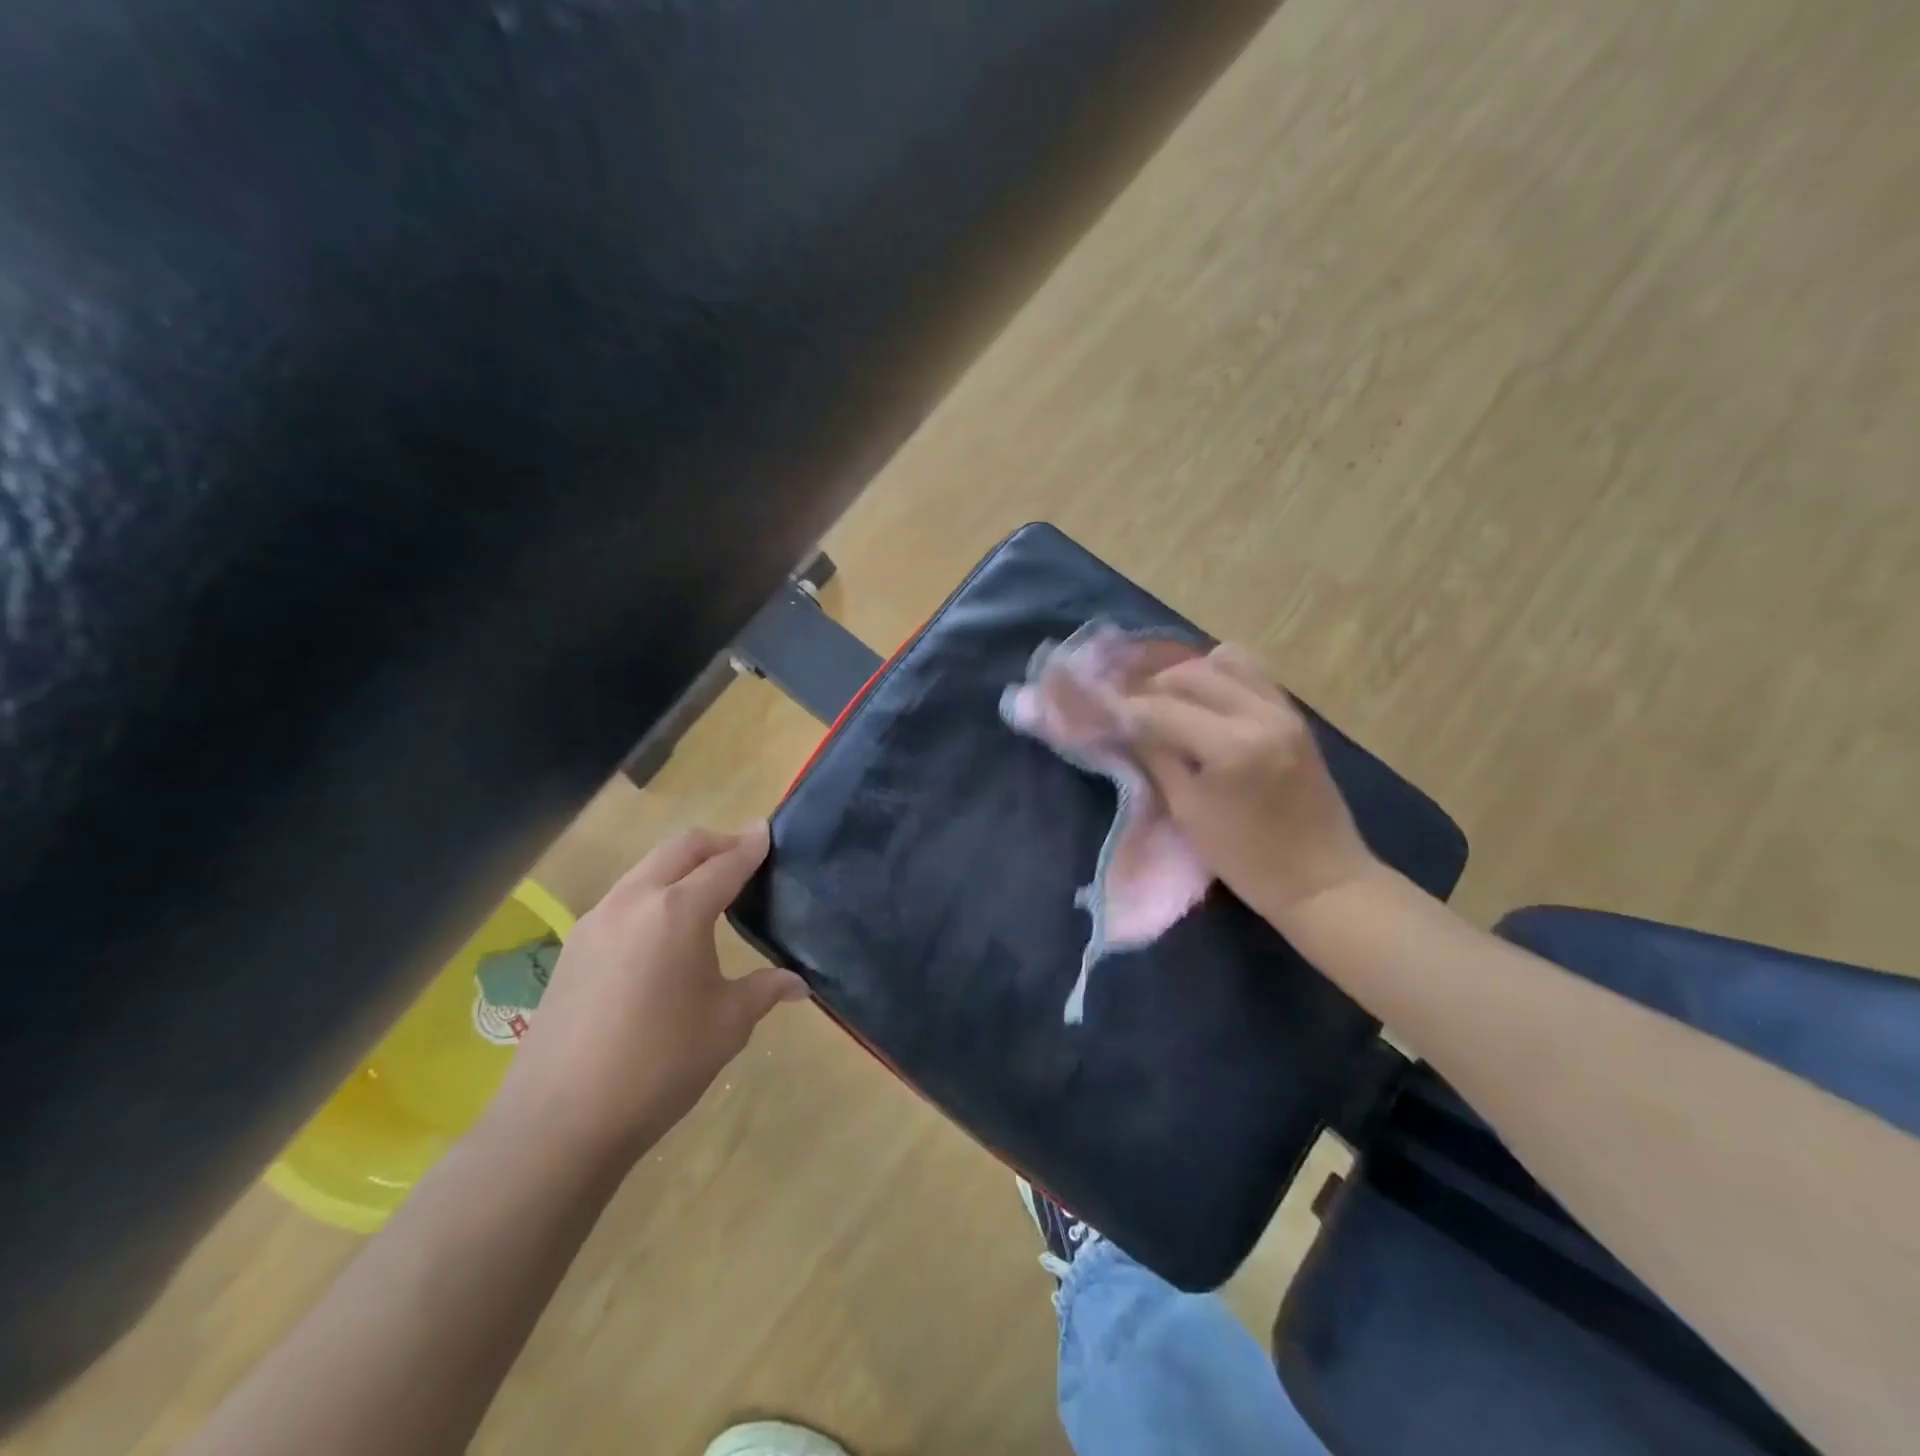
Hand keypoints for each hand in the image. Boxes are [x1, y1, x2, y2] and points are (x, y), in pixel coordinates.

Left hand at [495, 823, 807, 1166]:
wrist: (560, 1122)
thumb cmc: (659, 1066)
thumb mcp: (726, 1025)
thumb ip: (764, 990)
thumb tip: (798, 983)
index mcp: (677, 912)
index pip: (725, 864)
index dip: (751, 846)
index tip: (769, 830)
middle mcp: (633, 901)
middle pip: (680, 848)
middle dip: (716, 843)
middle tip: (745, 856)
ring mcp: (595, 921)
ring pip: (646, 869)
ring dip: (681, 866)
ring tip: (708, 892)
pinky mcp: (573, 947)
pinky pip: (623, 898)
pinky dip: (654, 892)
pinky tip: (665, 931)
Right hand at [1123, 645, 1378, 922]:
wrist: (1323, 879)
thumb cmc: (1247, 859)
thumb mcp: (1188, 811)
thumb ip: (1156, 759)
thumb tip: (1126, 728)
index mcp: (1231, 745)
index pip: (1162, 708)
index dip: (1126, 708)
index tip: (1102, 711)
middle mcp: (1260, 714)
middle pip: (1192, 673)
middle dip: (1154, 687)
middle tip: (1132, 709)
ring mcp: (1284, 709)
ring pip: (1225, 661)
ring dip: (1188, 676)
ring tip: (1169, 701)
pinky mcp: (1295, 715)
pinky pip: (1252, 674)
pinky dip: (1221, 678)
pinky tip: (1204, 702)